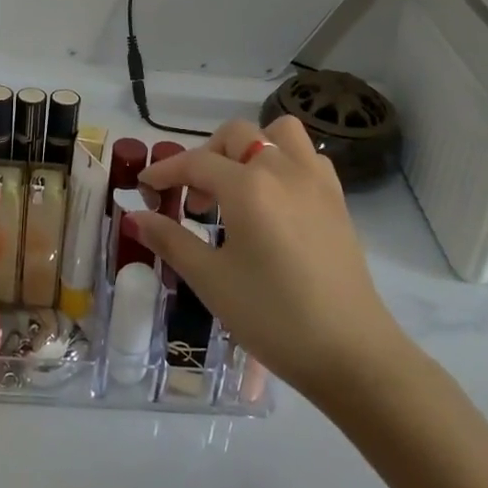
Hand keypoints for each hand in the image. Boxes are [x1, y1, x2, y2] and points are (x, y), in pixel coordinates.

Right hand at [133, 118, 416, 405]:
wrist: (352, 353)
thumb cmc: (273, 317)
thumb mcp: (211, 281)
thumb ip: (171, 240)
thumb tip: (136, 217)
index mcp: (248, 186)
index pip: (195, 163)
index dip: (165, 172)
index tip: (144, 187)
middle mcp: (282, 169)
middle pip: (236, 135)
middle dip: (207, 157)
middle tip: (196, 200)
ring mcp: (315, 181)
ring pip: (279, 133)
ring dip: (251, 148)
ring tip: (238, 187)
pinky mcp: (337, 200)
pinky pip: (306, 158)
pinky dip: (284, 162)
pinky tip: (275, 201)